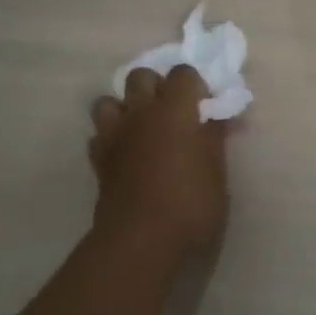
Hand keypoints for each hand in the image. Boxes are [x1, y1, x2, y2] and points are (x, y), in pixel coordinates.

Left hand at [89, 65, 229, 265]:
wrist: (141, 241)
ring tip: (142, 128)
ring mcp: (114, 134)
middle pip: (141, 76)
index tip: (206, 105)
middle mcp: (141, 112)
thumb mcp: (216, 171)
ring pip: (109, 100)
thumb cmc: (191, 204)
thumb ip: (214, 137)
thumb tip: (216, 116)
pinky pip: (99, 134)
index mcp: (175, 109)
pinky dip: (111, 137)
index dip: (195, 85)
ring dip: (125, 108)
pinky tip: (126, 154)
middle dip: (156, 86)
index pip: (183, 73)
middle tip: (173, 112)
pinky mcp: (98, 159)